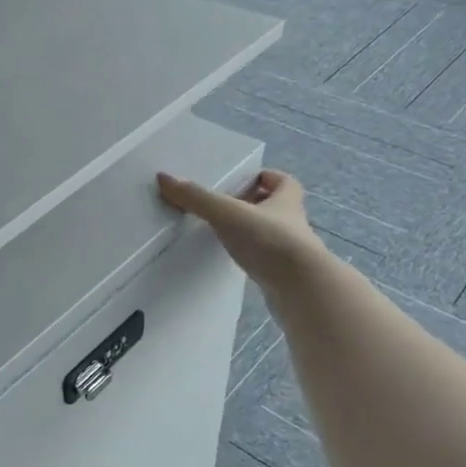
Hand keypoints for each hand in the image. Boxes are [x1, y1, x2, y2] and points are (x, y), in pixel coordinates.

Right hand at [157, 168, 326, 290]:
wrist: (301, 288)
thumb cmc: (269, 241)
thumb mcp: (228, 214)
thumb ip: (196, 198)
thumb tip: (164, 177)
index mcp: (286, 200)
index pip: (282, 181)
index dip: (267, 177)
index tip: (246, 180)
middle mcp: (292, 222)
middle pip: (276, 207)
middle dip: (255, 204)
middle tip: (226, 206)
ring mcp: (291, 251)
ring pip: (272, 234)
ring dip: (253, 232)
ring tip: (224, 234)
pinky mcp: (286, 275)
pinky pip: (267, 259)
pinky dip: (253, 257)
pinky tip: (235, 261)